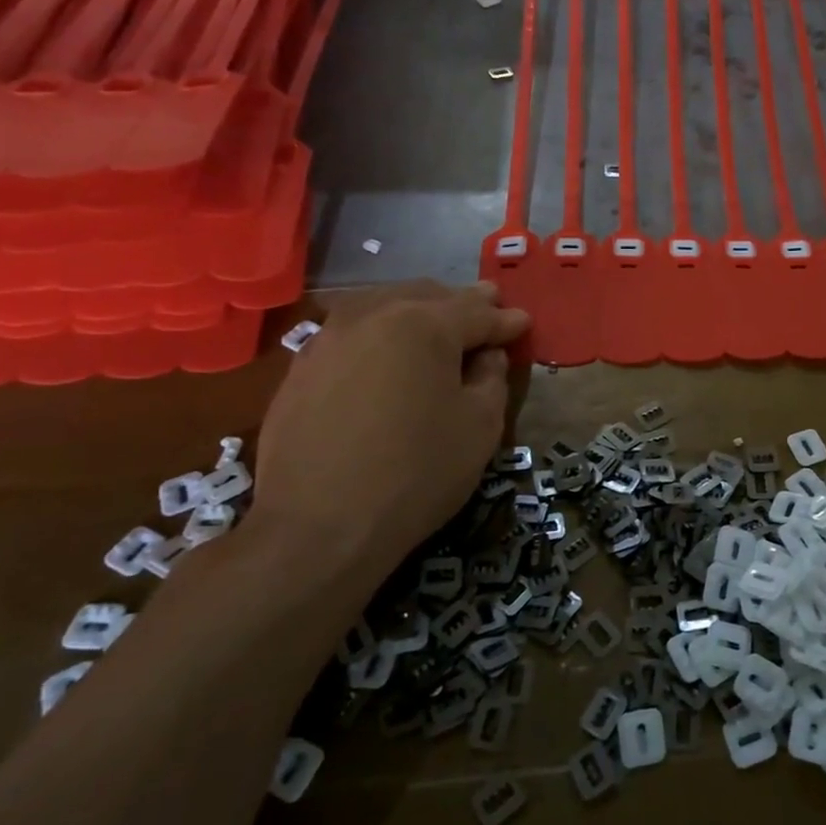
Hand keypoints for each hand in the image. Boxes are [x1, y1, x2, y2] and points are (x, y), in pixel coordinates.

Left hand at [253, 282, 529, 581]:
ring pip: (384, 306)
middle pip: (428, 297)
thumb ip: (492, 378)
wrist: (318, 527)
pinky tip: (388, 353)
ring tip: (439, 324)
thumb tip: (486, 355)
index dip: (505, 319)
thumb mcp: (480, 426)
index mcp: (424, 324)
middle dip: (463, 304)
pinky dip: (381, 334)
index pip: (476, 312)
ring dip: (418, 311)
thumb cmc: (417, 472)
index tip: (524, 322)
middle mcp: (373, 316)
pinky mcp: (301, 368)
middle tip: (488, 310)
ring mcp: (328, 339)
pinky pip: (353, 334)